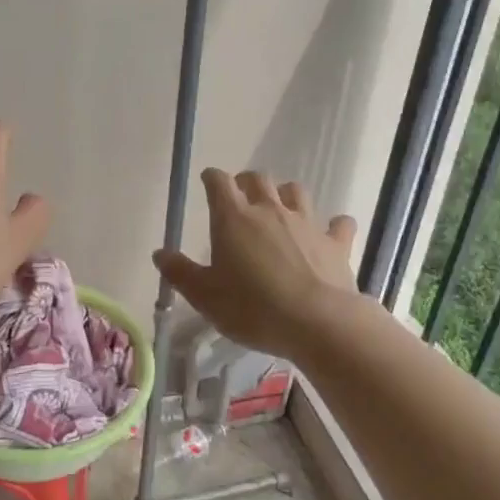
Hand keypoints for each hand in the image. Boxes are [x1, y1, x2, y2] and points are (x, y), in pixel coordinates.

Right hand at [153, 169, 356, 359]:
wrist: (317, 322)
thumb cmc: (252, 308)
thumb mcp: (205, 296)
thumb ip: (180, 273)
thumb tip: (160, 253)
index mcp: (234, 218)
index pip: (219, 182)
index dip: (212, 178)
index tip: (208, 181)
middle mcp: (270, 210)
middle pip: (258, 179)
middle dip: (246, 181)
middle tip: (240, 196)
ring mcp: (306, 223)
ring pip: (296, 192)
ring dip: (285, 194)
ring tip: (280, 207)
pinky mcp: (335, 243)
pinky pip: (338, 224)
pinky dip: (333, 225)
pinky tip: (330, 232)